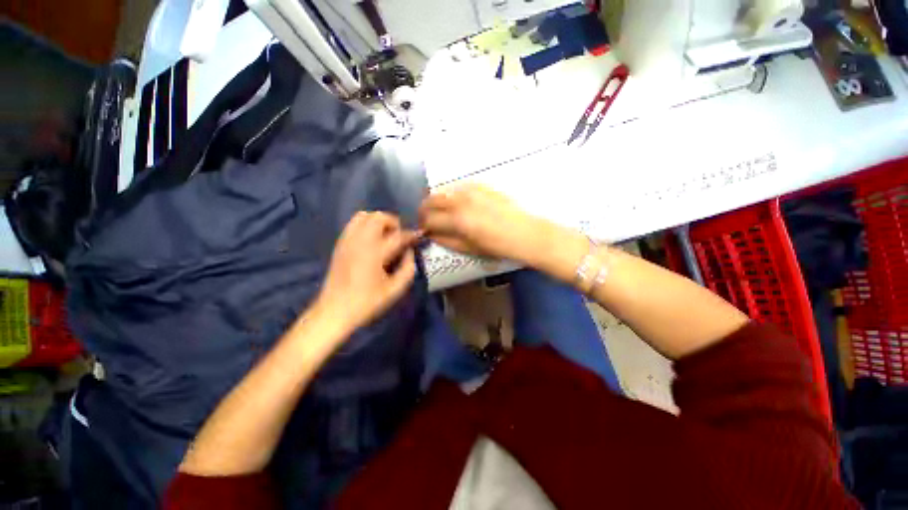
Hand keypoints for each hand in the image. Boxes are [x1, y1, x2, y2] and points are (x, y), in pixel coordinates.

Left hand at [315, 211, 417, 335]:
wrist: (334, 311)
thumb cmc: (367, 303)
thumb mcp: (395, 290)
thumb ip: (408, 268)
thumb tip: (409, 251)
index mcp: (375, 253)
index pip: (398, 235)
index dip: (411, 234)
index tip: (418, 236)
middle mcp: (360, 241)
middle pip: (378, 217)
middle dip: (393, 223)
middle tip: (398, 237)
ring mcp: (347, 241)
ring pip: (363, 216)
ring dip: (378, 221)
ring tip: (384, 236)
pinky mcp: (339, 244)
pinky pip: (353, 224)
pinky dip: (365, 225)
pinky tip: (371, 241)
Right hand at [418, 184, 555, 264]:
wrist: (524, 232)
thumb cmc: (498, 246)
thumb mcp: (470, 249)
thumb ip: (448, 241)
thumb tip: (432, 235)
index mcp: (458, 220)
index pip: (429, 219)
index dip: (423, 225)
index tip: (423, 229)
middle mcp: (461, 201)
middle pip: (431, 200)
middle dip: (424, 210)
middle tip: (427, 219)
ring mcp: (471, 190)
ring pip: (443, 190)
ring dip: (437, 201)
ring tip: (440, 211)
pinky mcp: (481, 185)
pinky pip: (458, 186)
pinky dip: (451, 194)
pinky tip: (456, 202)